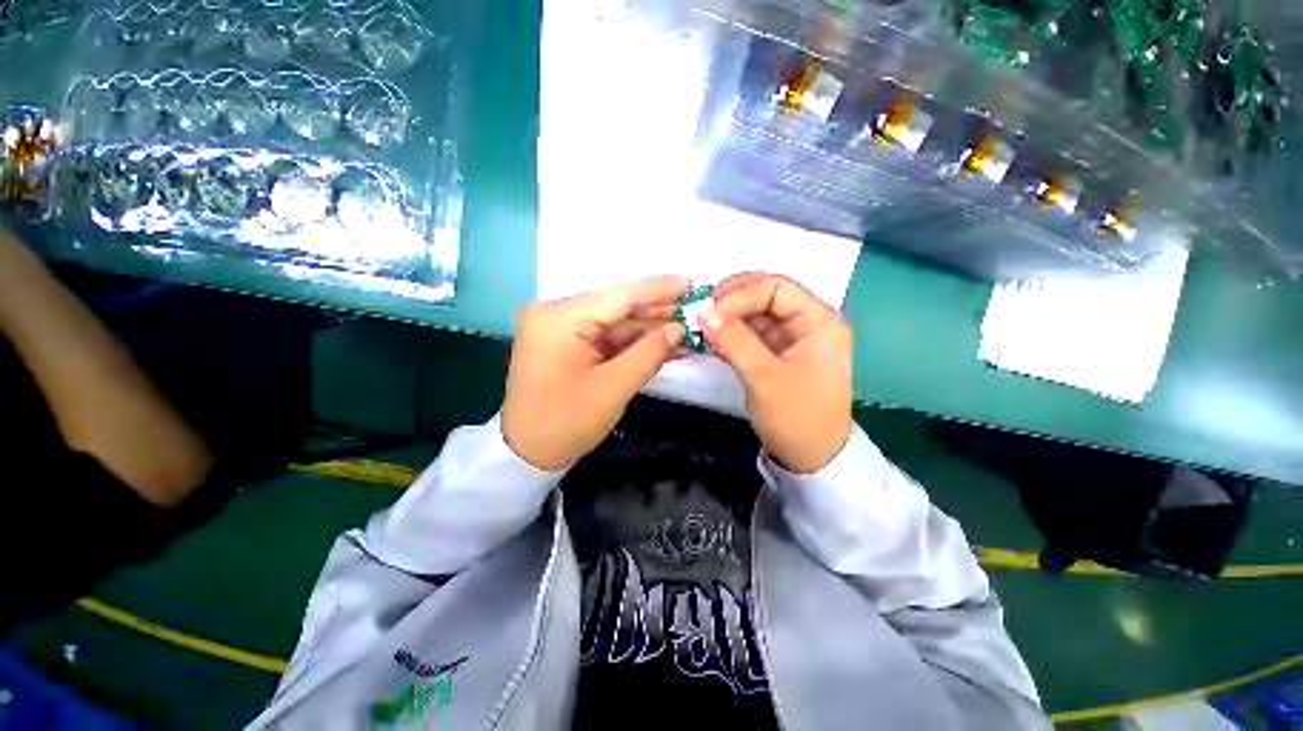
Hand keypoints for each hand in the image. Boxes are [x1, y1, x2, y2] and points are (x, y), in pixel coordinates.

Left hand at [502, 276, 688, 470]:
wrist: (526, 454)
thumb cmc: (566, 422)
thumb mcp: (613, 388)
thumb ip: (648, 353)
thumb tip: (677, 329)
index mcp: (560, 318)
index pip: (619, 296)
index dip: (658, 290)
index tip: (691, 284)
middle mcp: (557, 315)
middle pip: (617, 308)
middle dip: (657, 314)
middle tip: (694, 313)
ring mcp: (561, 330)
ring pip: (615, 325)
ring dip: (649, 332)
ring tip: (686, 334)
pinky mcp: (567, 345)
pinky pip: (606, 339)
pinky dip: (633, 345)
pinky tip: (663, 347)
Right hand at [702, 273, 852, 473]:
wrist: (812, 457)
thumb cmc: (797, 417)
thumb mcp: (764, 378)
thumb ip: (735, 341)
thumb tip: (705, 313)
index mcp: (819, 321)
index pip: (776, 288)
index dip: (740, 295)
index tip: (709, 312)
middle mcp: (809, 322)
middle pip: (767, 295)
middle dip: (733, 300)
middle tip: (703, 311)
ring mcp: (793, 337)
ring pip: (756, 313)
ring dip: (729, 318)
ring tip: (702, 327)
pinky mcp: (779, 352)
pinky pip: (752, 333)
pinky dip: (731, 335)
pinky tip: (711, 341)